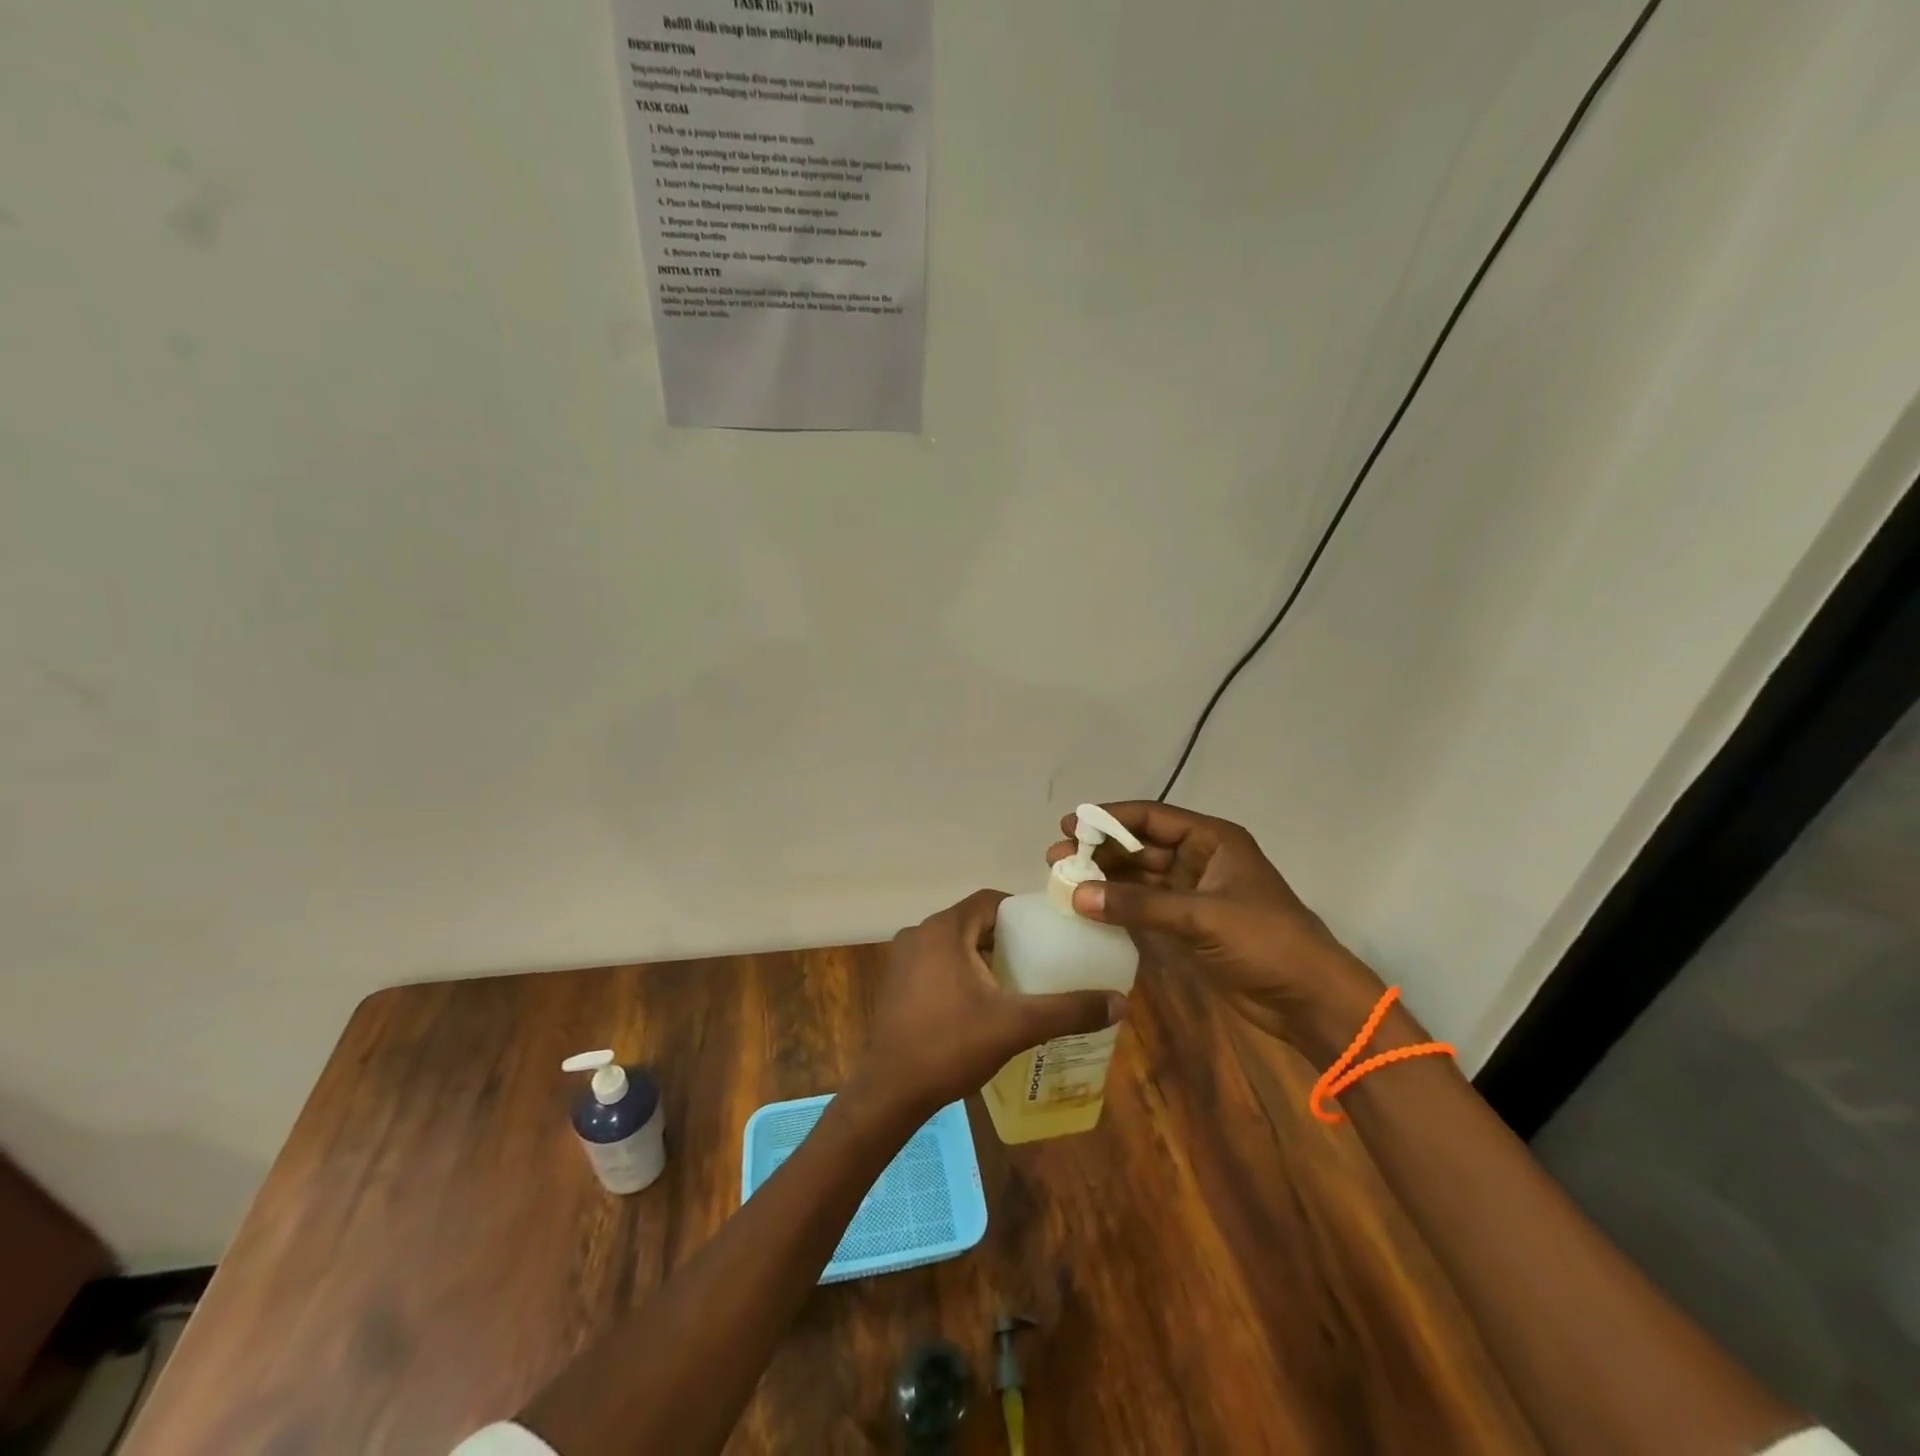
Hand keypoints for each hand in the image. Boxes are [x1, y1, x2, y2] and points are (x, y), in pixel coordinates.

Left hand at [850, 889, 1125, 1115]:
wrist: (890, 1091)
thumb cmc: (951, 1046)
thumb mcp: (1016, 1025)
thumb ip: (1068, 1010)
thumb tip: (1120, 1002)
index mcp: (944, 929)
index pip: (989, 900)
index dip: (1020, 911)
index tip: (1047, 931)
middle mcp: (919, 934)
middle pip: (972, 921)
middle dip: (1005, 936)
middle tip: (1039, 958)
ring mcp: (903, 959)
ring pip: (953, 944)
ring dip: (982, 955)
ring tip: (1016, 980)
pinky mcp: (897, 984)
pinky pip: (937, 963)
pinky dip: (961, 971)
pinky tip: (981, 1002)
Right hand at [1047, 802, 1384, 1066]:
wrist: (1309, 998)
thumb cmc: (1264, 941)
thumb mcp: (1201, 916)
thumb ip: (1138, 905)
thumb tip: (1076, 895)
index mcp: (1212, 839)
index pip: (1151, 817)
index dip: (1109, 818)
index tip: (1068, 825)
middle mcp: (1200, 859)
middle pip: (1140, 847)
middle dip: (1100, 851)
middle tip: (1056, 859)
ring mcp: (1194, 894)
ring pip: (1140, 879)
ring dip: (1105, 880)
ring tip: (1063, 883)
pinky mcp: (1189, 926)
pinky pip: (1145, 908)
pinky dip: (1118, 907)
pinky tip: (1088, 909)